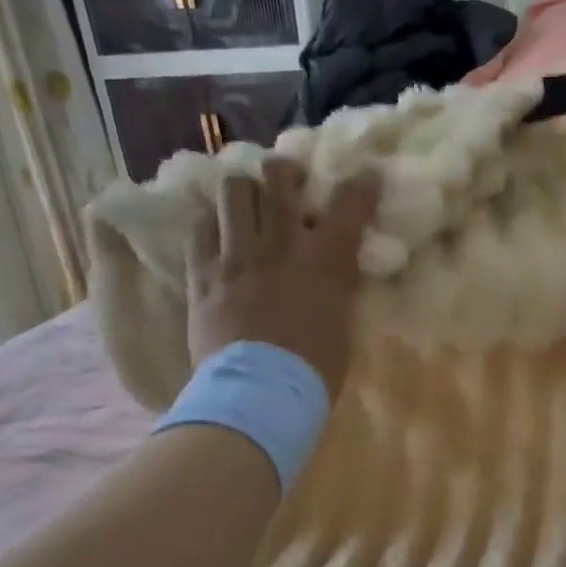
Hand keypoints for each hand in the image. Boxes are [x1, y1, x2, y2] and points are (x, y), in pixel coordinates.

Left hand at [187, 159, 378, 395]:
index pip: (348, 203)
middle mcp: (280, 245)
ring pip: (234, 190)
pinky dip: (211, 222)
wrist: (259, 394)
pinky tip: (218, 232)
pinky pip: (200, 226)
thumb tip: (335, 272)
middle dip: (287, 172)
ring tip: (247, 203)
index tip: (365, 178)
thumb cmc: (313, 371)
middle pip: (279, 178)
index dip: (360, 184)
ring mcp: (237, 255)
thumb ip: (338, 289)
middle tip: (289, 181)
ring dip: (245, 191)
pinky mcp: (202, 273)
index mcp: (325, 261)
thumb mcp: (343, 325)